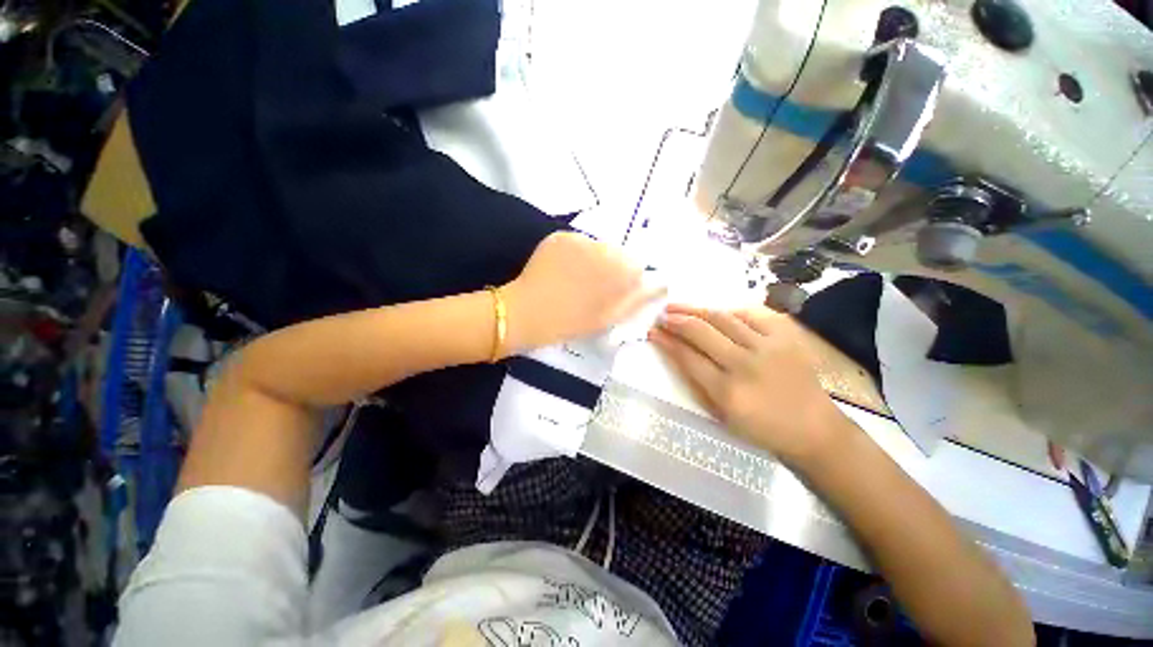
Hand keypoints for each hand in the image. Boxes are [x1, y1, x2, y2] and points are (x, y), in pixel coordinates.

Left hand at [503, 232, 661, 353]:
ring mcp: (579, 238)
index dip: (624, 282)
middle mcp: (604, 247)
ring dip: (591, 260)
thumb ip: (638, 299)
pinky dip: (573, 254)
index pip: (635, 266)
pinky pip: (576, 243)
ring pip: (596, 247)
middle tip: (588, 289)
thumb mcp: (609, 318)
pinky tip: (560, 271)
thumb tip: (658, 283)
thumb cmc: (571, 322)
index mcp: (620, 269)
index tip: (609, 295)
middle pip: (616, 253)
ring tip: (572, 281)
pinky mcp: (559, 235)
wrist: (527, 313)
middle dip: (609, 268)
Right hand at [648, 304, 848, 462]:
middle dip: (677, 320)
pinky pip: (751, 314)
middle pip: (702, 333)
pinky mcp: (786, 337)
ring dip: (697, 310)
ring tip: (679, 306)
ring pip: (724, 319)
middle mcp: (746, 366)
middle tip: (662, 314)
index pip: (688, 357)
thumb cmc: (761, 427)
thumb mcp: (722, 413)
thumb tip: (675, 351)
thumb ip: (697, 381)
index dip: (667, 341)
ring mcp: (769, 348)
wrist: (814, 428)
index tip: (653, 331)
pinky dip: (729, 311)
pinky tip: (716, 311)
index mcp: (727, 392)